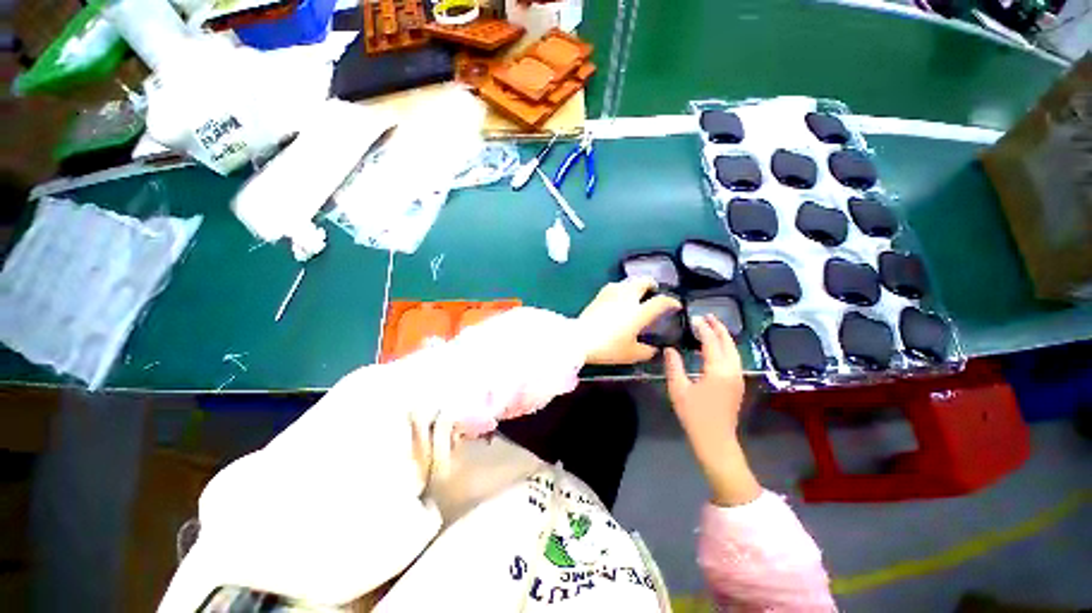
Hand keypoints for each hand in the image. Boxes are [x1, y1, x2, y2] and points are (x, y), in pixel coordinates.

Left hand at [577, 278, 681, 364]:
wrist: (580, 338)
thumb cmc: (608, 347)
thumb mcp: (631, 354)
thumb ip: (646, 351)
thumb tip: (653, 349)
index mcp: (639, 312)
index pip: (660, 301)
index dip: (671, 302)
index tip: (675, 305)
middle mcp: (627, 298)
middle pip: (643, 282)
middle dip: (652, 284)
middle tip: (654, 291)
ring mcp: (612, 294)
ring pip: (628, 281)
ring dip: (636, 284)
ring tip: (636, 293)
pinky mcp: (599, 295)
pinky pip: (614, 286)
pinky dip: (621, 288)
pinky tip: (618, 296)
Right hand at [664, 314, 759, 506]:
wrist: (716, 440)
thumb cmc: (695, 415)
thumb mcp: (678, 389)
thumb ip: (673, 366)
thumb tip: (669, 349)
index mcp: (717, 370)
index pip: (711, 342)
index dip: (703, 329)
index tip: (695, 318)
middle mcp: (732, 370)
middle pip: (728, 343)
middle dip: (719, 328)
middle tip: (707, 316)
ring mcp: (737, 378)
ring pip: (734, 351)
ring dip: (724, 337)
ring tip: (713, 327)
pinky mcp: (737, 384)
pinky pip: (734, 358)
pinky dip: (726, 347)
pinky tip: (717, 347)